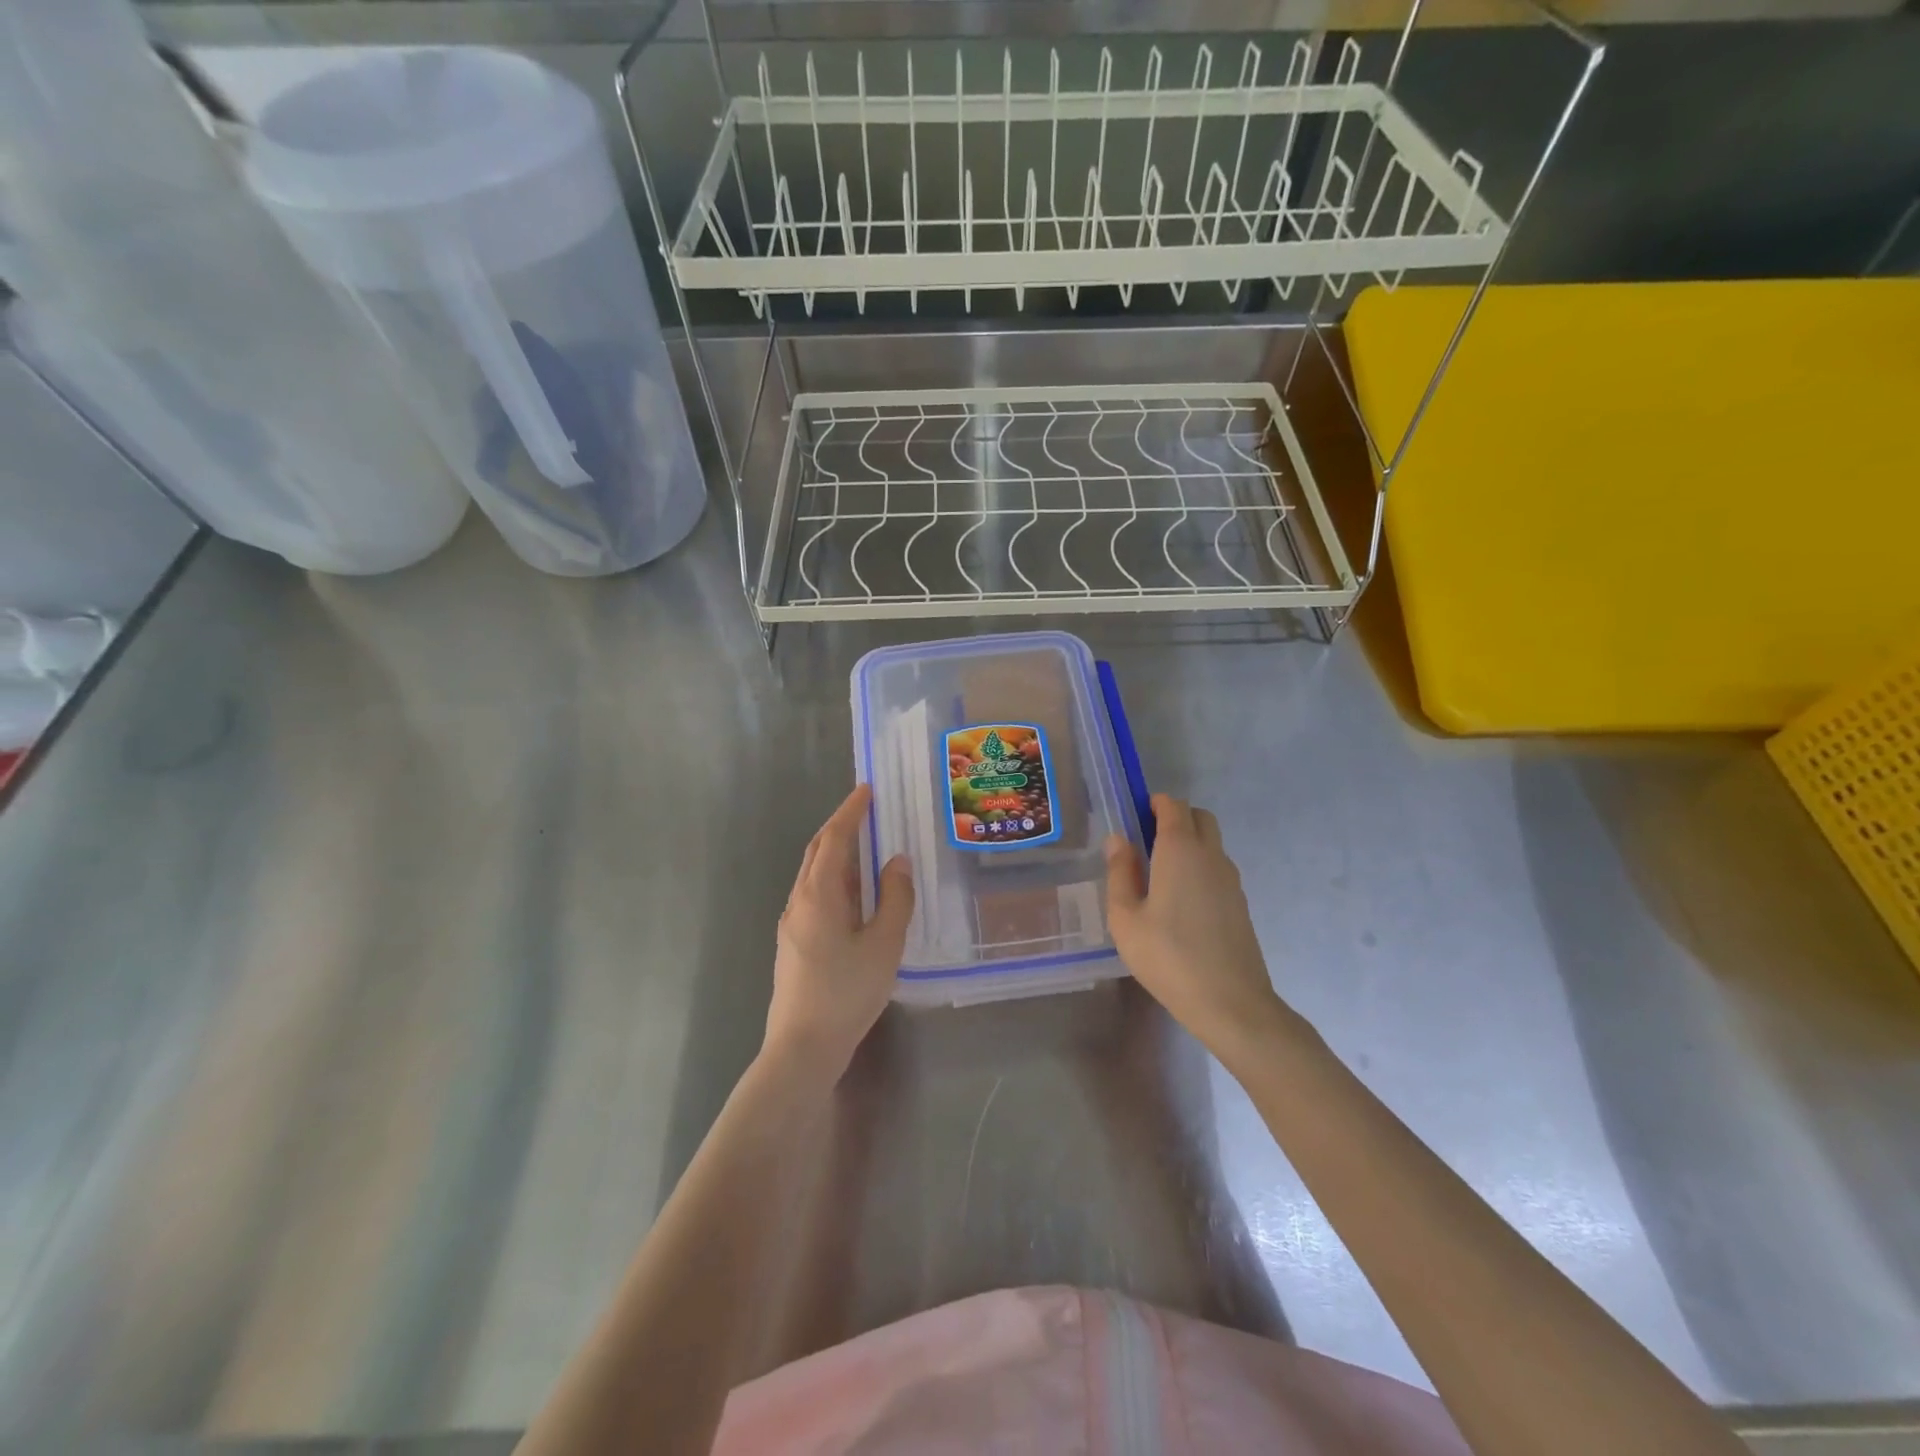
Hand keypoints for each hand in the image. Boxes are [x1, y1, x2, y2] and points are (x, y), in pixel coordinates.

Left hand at [765, 785, 913, 1083]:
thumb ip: (895, 899)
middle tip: (868, 811)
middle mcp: (799, 900)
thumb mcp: (884, 945)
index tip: (867, 790)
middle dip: (841, 826)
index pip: (835, 838)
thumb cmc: (846, 993)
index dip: (851, 811)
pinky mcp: (794, 942)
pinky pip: (815, 894)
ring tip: (866, 846)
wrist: (802, 1047)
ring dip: (837, 853)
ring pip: (814, 874)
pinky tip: (854, 894)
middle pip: (818, 851)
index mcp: (819, 894)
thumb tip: (897, 861)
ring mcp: (792, 922)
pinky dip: (835, 878)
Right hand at [1105, 794, 1292, 1056]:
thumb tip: (1118, 840)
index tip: (1134, 818)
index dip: (1154, 804)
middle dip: (1174, 818)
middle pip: (1198, 818)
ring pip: (1211, 843)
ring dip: (1188, 843)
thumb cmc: (1168, 957)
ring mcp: (1231, 879)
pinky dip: (1199, 868)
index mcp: (1180, 850)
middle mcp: (1211, 855)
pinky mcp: (1239, 903)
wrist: (1230, 1002)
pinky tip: (1180, 903)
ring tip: (1159, 876)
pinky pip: (1217, 868)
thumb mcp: (1126, 918)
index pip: (1173, 806)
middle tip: (1145, 843)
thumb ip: (1120, 873)